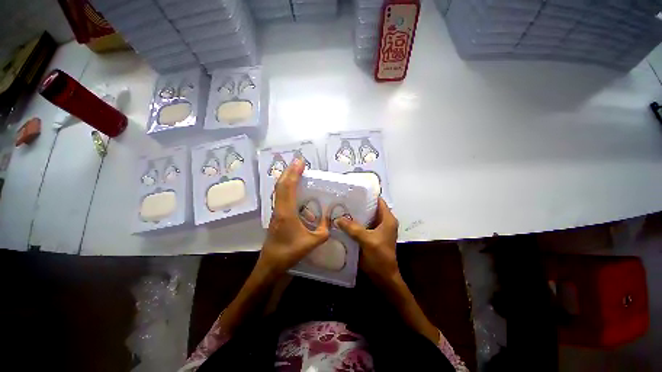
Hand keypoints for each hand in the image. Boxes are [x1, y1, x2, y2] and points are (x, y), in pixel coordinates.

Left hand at [258, 158, 329, 276]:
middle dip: (289, 171)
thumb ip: (324, 231)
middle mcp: (279, 208)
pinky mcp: (276, 215)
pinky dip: (286, 187)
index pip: (289, 187)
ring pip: (278, 190)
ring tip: (296, 170)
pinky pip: (280, 196)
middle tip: (299, 162)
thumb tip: (330, 220)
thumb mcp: (312, 242)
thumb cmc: (290, 252)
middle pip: (281, 185)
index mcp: (287, 212)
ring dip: (286, 177)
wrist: (271, 264)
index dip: (294, 173)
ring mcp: (275, 211)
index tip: (301, 162)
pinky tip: (292, 188)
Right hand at [336, 198, 399, 284]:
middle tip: (344, 199)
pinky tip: (344, 221)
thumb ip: (353, 228)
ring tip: (342, 208)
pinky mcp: (372, 235)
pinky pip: (363, 225)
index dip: (368, 195)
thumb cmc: (380, 257)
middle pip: (371, 208)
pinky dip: (355, 223)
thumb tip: (338, 218)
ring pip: (366, 217)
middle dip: (359, 204)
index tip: (354, 191)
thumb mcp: (366, 240)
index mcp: (387, 219)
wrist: (383, 277)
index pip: (379, 201)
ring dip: (356, 214)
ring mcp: (378, 229)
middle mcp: (384, 221)